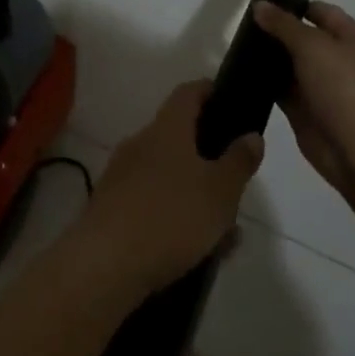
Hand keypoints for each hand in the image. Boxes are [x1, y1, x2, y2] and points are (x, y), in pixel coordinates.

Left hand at [77, 81, 263, 294]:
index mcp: (166, 129)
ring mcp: (121, 177)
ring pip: (169, 177)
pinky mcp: (111, 209)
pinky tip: (196, 251)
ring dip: (196, 195)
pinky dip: (176, 218)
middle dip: (210, 158)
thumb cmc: (170, 216)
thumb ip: (239, 161)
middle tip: (236, 182)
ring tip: (225, 232)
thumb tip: (251, 135)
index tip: (230, 99)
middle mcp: (140, 144)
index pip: (188, 92)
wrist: (103, 265)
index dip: (210, 90)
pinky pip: (153, 204)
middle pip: (179, 138)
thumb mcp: (221, 191)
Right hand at [251, 0, 354, 201]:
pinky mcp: (306, 110)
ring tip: (234, 47)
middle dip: (275, 32)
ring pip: (290, 65)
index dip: (292, 5)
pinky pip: (281, 90)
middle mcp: (339, 59)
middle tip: (240, 25)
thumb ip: (284, 24)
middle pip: (303, 38)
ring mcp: (322, 86)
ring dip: (267, 58)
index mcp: (354, 38)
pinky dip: (264, 84)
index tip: (259, 3)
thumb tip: (260, 5)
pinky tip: (239, 75)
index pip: (320, 11)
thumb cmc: (344, 88)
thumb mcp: (313, 46)